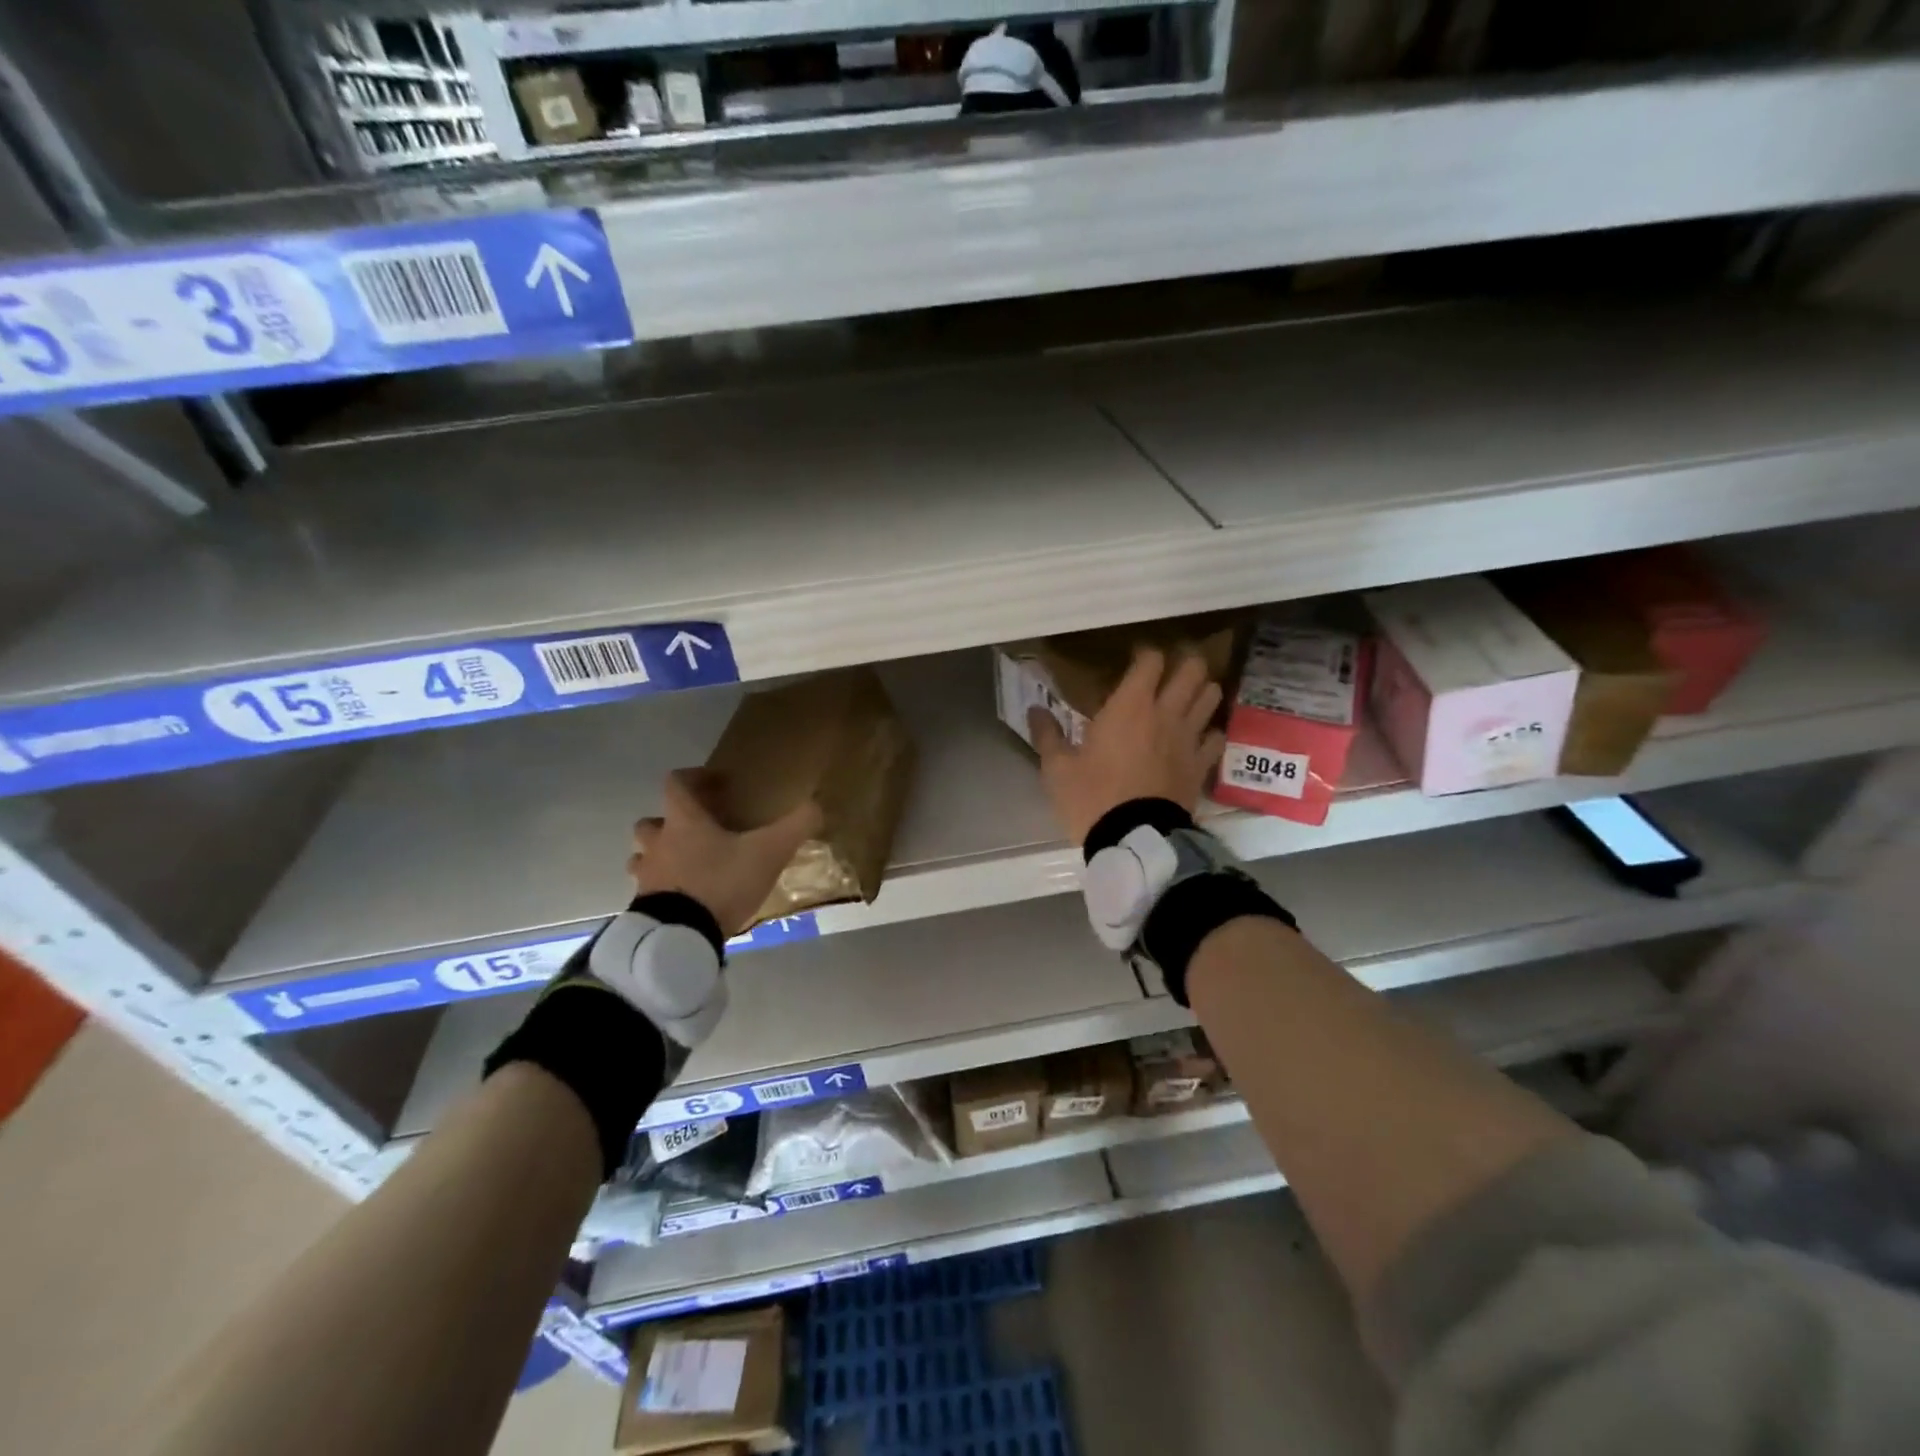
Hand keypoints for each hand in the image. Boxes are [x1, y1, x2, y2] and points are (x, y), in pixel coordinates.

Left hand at [628, 768, 823, 937]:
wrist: (681, 937)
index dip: (694, 778)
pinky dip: (664, 889)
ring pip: (643, 857)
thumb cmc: (721, 882)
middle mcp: (658, 843)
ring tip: (688, 866)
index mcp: (683, 822)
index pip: (676, 784)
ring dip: (660, 856)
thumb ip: (795, 826)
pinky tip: (686, 899)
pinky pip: (648, 890)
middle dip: (670, 822)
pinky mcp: (643, 908)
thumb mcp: (769, 852)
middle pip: (650, 822)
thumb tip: (816, 804)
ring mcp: (646, 877)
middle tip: (697, 831)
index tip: (716, 784)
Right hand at [1029, 647, 1225, 844]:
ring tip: (1187, 697)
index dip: (1145, 654)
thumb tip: (1034, 710)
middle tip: (1170, 670)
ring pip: (1211, 696)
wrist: (1133, 839)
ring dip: (1201, 691)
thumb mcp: (1058, 769)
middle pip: (1192, 670)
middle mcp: (1165, 713)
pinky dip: (1209, 731)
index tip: (1134, 658)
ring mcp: (1188, 738)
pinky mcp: (1201, 765)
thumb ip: (1048, 735)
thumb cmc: (1091, 797)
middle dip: (1185, 663)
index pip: (1150, 661)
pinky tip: (1197, 737)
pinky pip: (1216, 736)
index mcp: (1129, 706)